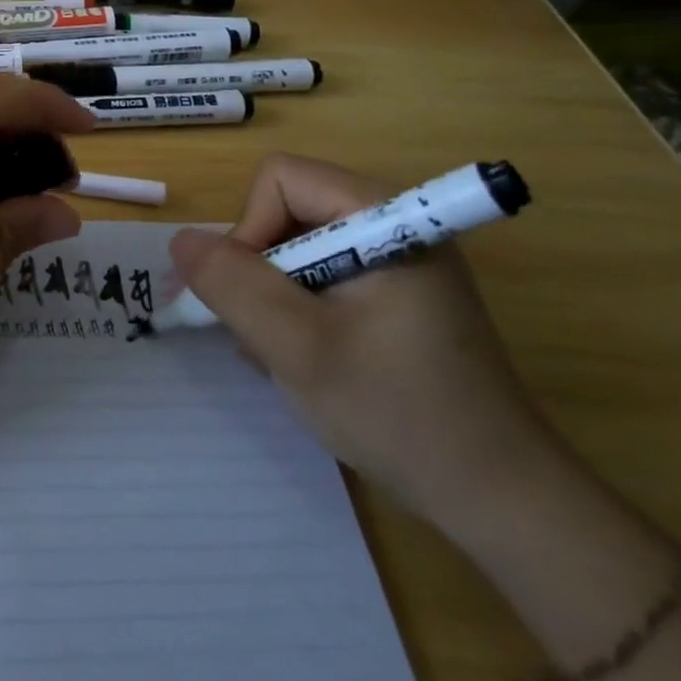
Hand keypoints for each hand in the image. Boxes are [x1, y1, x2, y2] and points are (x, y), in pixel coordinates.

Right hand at [169, 153, 562, 530]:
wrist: (500, 500)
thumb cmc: (399, 413)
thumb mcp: (298, 348)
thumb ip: (232, 285)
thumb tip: (181, 240)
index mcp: (385, 217)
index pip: (281, 180)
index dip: (251, 229)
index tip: (256, 298)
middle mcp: (393, 224)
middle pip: (286, 211)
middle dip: (258, 270)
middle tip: (262, 334)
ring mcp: (397, 261)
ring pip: (296, 247)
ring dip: (273, 297)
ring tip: (285, 356)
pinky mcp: (395, 295)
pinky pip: (320, 277)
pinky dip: (297, 311)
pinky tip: (307, 360)